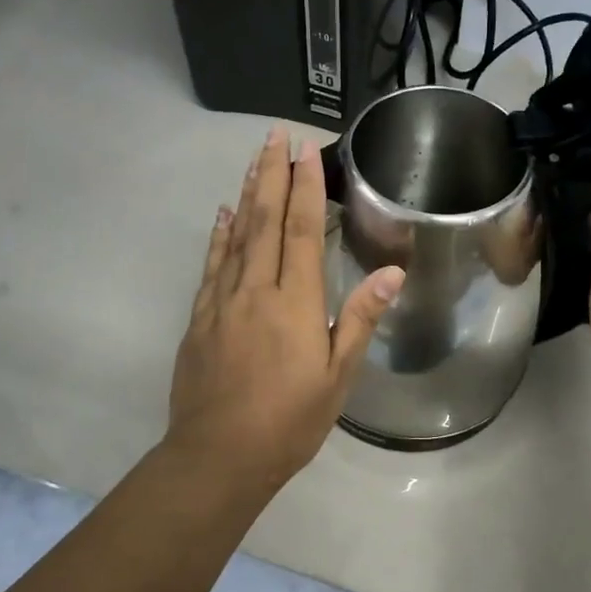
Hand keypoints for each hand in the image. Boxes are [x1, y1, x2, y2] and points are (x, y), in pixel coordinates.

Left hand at [166, 128, 403, 497]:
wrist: (218, 456)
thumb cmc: (288, 422)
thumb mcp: (337, 378)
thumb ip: (360, 319)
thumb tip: (392, 273)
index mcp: (295, 303)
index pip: (302, 231)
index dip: (305, 188)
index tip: (305, 151)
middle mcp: (255, 290)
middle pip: (264, 221)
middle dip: (271, 175)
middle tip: (274, 135)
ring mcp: (221, 302)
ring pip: (235, 236)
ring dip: (246, 194)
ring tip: (253, 160)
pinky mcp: (199, 319)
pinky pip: (211, 265)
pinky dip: (219, 236)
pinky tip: (223, 215)